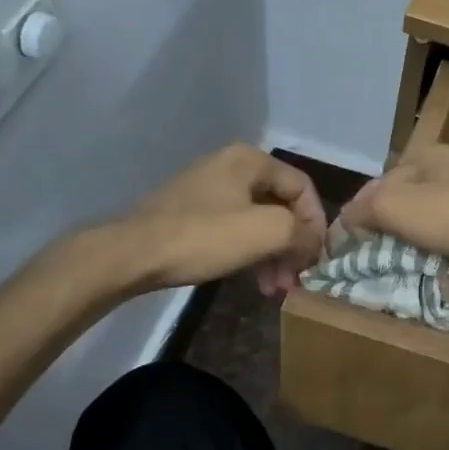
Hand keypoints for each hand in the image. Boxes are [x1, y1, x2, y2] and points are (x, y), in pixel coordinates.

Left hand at [118, 145, 326, 294]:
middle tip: (296, 279)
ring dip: (273, 255)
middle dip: (293, 245)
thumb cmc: (203, 237)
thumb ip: (301, 232)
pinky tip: (253, 281)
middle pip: (280, 206)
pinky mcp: (192, 214)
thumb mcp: (266, 231)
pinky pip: (235, 230)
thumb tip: (312, 242)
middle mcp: (231, 167)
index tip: (316, 258)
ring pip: (258, 222)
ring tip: (275, 289)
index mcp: (250, 160)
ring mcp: (209, 190)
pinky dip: (250, 254)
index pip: (302, 187)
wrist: (132, 254)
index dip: (316, 223)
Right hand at [338, 146, 448, 295]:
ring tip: (399, 265)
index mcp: (426, 156)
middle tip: (372, 258)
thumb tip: (344, 221)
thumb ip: (363, 210)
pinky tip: (434, 265)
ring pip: (427, 219)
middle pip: (402, 201)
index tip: (348, 244)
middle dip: (385, 228)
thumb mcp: (395, 207)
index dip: (358, 213)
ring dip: (411, 241)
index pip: (377, 183)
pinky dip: (438, 249)